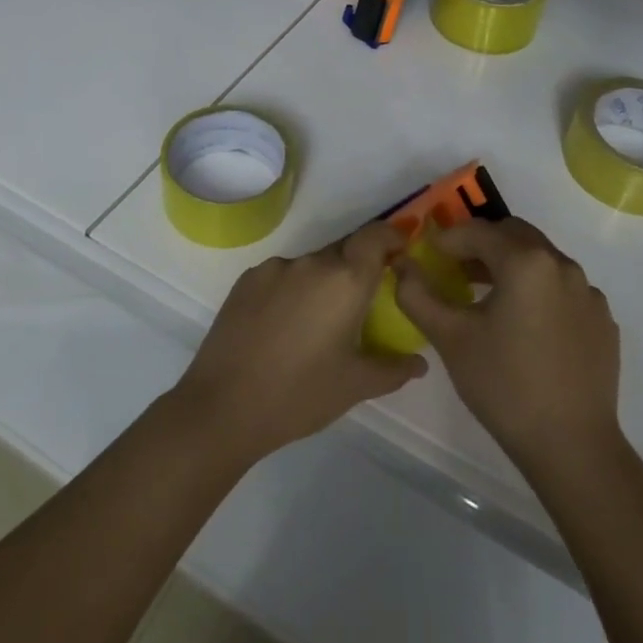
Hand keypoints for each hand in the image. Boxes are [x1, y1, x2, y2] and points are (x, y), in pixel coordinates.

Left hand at [168, 222, 425, 467]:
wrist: (223, 407)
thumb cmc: (300, 395)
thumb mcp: (355, 386)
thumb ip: (393, 368)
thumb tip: (420, 362)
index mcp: (345, 280)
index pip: (376, 236)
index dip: (392, 236)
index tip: (400, 250)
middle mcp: (312, 263)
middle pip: (344, 250)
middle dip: (357, 268)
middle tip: (361, 302)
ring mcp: (275, 268)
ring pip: (311, 264)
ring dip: (322, 282)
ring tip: (317, 323)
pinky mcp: (246, 280)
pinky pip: (282, 275)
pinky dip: (292, 290)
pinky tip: (284, 326)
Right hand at [394, 217, 620, 469]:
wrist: (572, 445)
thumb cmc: (504, 386)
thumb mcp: (449, 337)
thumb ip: (417, 294)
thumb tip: (403, 265)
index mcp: (526, 262)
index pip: (478, 231)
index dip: (449, 238)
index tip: (430, 253)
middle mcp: (562, 265)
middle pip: (514, 235)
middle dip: (482, 244)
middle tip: (456, 268)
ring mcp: (588, 292)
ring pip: (541, 260)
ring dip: (511, 265)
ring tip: (486, 296)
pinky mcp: (602, 320)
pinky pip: (563, 289)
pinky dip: (539, 291)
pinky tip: (525, 326)